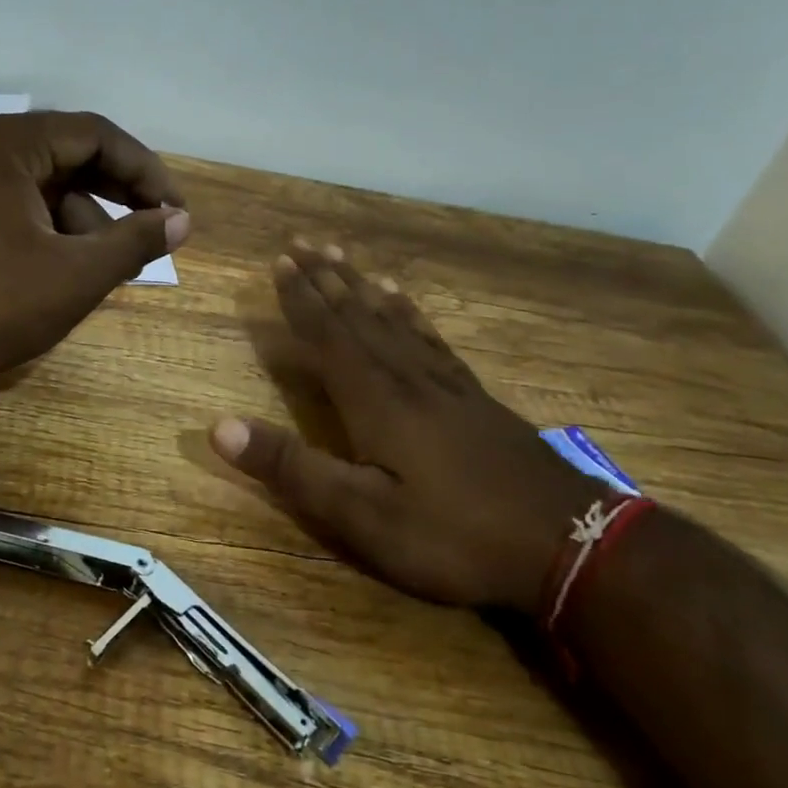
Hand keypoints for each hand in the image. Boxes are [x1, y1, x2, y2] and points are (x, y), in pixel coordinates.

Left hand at [0, 111, 188, 402]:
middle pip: (66, 154)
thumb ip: (135, 242)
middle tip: (153, 233)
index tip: (175, 211)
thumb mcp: (75, 276)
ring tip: (108, 265)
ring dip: (81, 217)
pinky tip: (62, 267)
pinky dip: (44, 227)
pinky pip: (10, 201)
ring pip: (38, 183)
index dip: (145, 171)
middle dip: (115, 195)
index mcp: (5, 144)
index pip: (95, 135)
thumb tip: (181, 221)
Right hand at [209, 242, 597, 614]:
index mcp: (375, 399)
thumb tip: (219, 427)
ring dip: (362, 286)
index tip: (280, 261)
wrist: (569, 545)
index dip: (301, 299)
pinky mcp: (473, 397)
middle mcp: (407, 377)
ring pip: (393, 319)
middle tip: (304, 242)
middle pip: (358, 315)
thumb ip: (291, 468)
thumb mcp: (361, 515)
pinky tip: (404, 302)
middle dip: (327, 278)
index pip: (328, 335)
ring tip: (344, 258)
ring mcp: (446, 384)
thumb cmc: (454, 534)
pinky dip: (409, 313)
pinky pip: (430, 339)